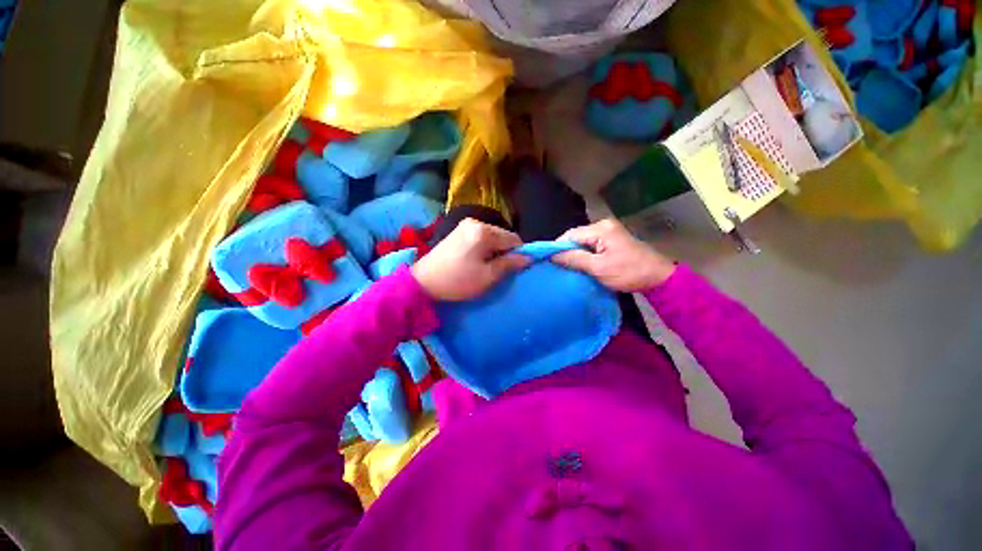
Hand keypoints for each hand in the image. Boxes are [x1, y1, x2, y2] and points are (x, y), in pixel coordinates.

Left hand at [411, 219, 530, 300]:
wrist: (423, 282)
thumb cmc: (458, 281)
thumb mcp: (488, 276)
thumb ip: (510, 264)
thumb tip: (529, 257)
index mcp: (484, 231)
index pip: (514, 239)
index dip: (519, 253)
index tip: (515, 268)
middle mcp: (476, 222)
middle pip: (503, 235)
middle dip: (506, 251)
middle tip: (499, 270)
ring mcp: (465, 225)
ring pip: (492, 236)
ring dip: (495, 250)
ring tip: (487, 266)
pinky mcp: (458, 230)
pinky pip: (481, 236)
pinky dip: (485, 247)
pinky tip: (477, 260)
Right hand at [552, 219, 675, 291]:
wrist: (658, 278)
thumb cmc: (628, 272)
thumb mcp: (598, 268)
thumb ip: (574, 259)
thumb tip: (552, 255)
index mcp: (601, 229)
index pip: (570, 235)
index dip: (557, 247)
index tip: (548, 261)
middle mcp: (603, 226)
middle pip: (576, 237)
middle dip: (565, 251)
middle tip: (556, 266)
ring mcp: (609, 232)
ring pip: (582, 242)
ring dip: (574, 254)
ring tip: (565, 267)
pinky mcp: (612, 240)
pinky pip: (591, 245)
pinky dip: (584, 255)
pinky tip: (579, 265)